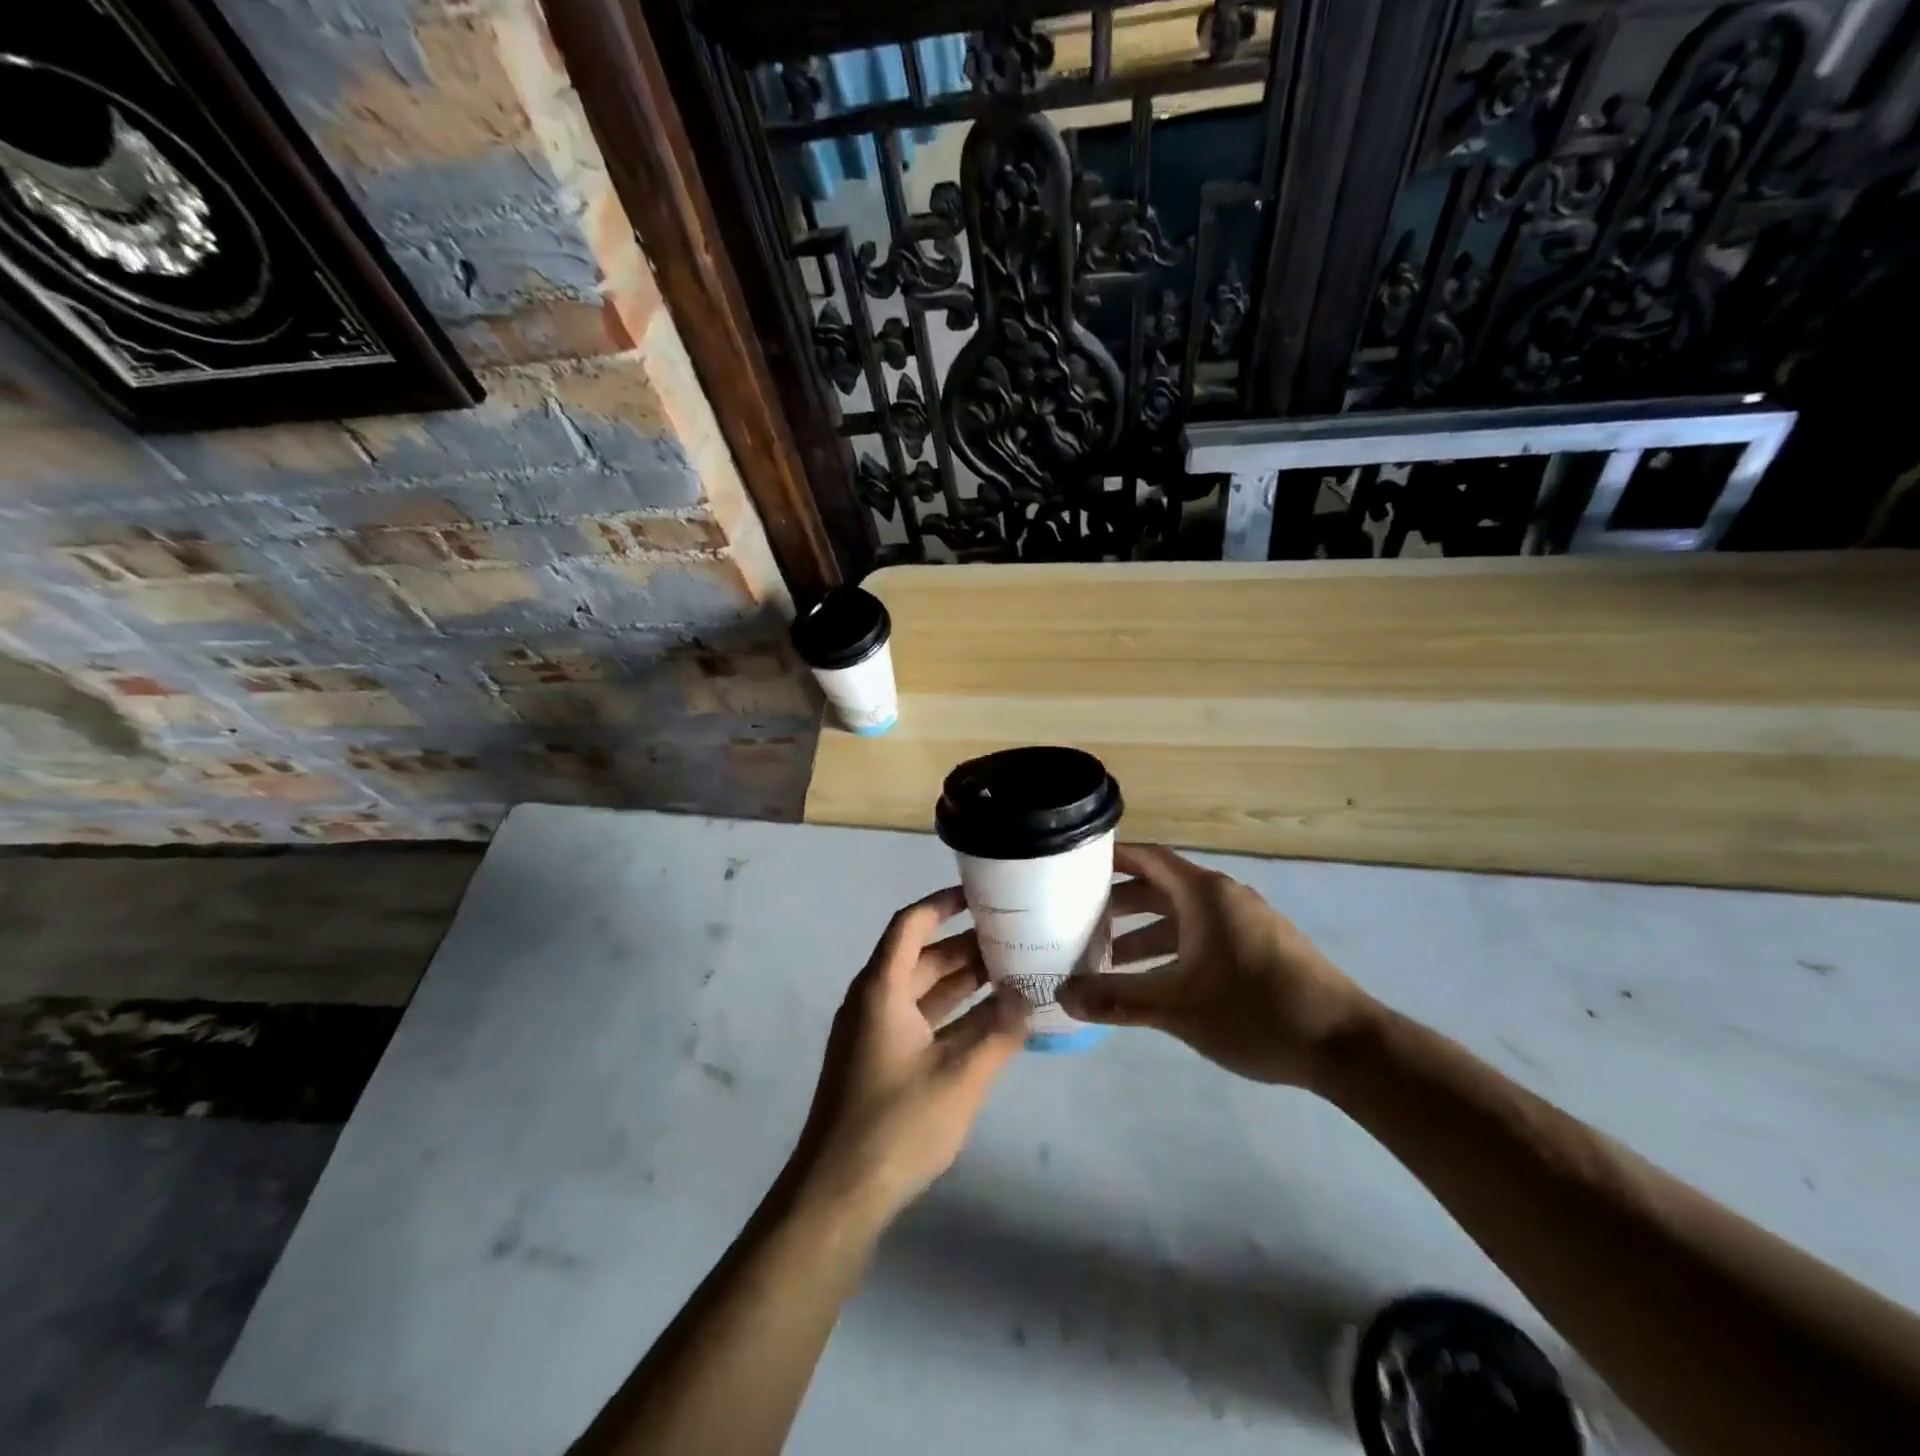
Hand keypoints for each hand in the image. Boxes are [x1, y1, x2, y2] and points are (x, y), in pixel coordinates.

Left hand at [790, 887, 1027, 1225]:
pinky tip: (991, 1022)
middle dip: (966, 946)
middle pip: (921, 957)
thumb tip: (1029, 997)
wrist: (837, 1195)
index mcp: (882, 990)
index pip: (910, 925)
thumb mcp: (959, 1077)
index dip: (942, 904)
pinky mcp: (880, 1063)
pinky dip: (953, 1016)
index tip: (980, 895)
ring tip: (1013, 973)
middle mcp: (874, 1002)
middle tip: (1014, 938)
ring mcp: (875, 1034)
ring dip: (963, 982)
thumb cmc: (896, 1125)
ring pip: (923, 991)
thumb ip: (998, 1033)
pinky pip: (921, 1021)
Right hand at [1057, 844, 1372, 1087]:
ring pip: (1182, 915)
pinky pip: (1203, 934)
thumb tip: (1063, 996)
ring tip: (1108, 956)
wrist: (1345, 1045)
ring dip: (1145, 930)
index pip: (1147, 858)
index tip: (1072, 866)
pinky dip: (1173, 947)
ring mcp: (1245, 922)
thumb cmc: (1255, 1010)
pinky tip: (1157, 979)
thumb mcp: (1177, 1007)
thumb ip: (1117, 999)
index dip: (1110, 858)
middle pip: (1161, 886)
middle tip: (1078, 918)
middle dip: (1119, 901)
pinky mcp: (1259, 948)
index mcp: (1204, 894)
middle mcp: (1224, 897)